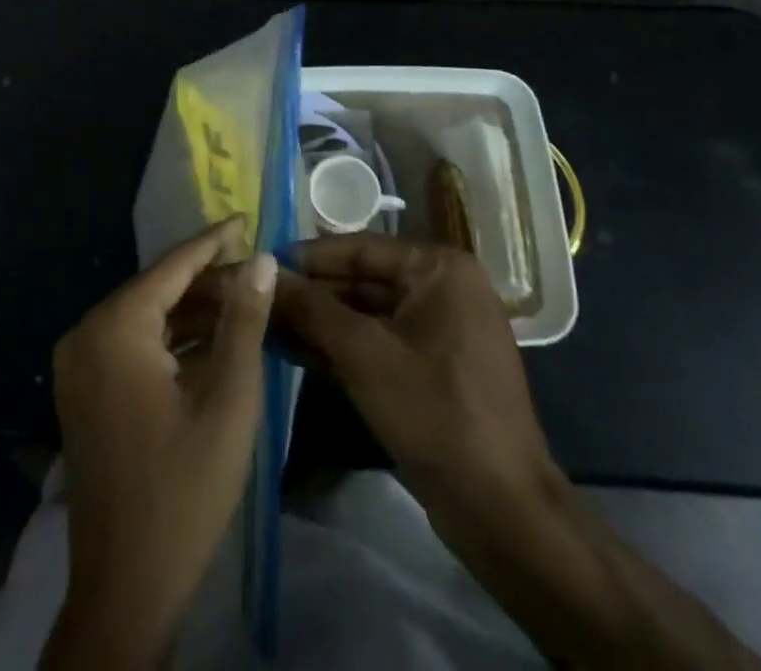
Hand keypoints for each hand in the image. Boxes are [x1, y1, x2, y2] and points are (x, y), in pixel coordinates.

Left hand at [43, 218, 277, 668]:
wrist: (126, 588)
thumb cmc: (185, 489)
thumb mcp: (228, 398)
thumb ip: (244, 320)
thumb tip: (260, 259)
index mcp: (114, 327)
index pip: (171, 266)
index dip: (213, 241)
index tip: (246, 218)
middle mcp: (86, 334)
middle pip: (156, 290)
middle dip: (207, 280)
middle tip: (256, 270)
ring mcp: (79, 365)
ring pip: (145, 318)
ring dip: (192, 311)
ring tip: (243, 300)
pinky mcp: (84, 391)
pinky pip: (132, 345)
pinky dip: (171, 340)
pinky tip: (211, 340)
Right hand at [277, 238, 760, 668]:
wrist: (502, 512)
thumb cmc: (435, 413)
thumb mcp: (363, 353)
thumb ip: (311, 308)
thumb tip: (263, 272)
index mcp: (439, 269)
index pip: (359, 248)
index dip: (308, 257)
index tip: (259, 263)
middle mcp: (443, 288)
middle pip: (362, 281)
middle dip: (311, 294)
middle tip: (257, 299)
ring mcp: (441, 330)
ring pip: (367, 315)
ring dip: (320, 322)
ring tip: (265, 323)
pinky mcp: (434, 369)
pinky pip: (380, 343)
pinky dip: (342, 348)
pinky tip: (295, 351)